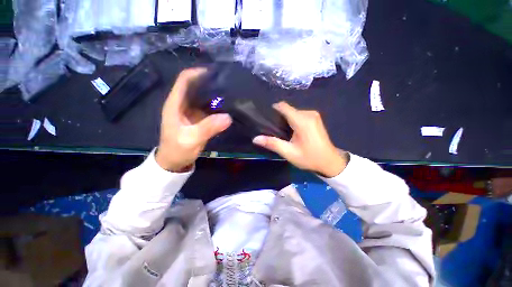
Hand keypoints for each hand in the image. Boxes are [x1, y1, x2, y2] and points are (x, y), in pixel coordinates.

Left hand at [156, 68, 231, 171]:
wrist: (175, 162)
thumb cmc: (177, 150)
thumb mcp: (191, 139)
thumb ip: (208, 128)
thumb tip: (228, 117)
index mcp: (175, 104)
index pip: (184, 80)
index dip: (198, 73)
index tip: (215, 72)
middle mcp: (182, 104)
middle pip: (195, 86)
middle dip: (210, 82)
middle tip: (228, 82)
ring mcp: (191, 112)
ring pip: (203, 97)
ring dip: (215, 94)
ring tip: (231, 92)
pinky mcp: (198, 119)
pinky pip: (208, 108)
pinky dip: (217, 106)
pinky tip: (227, 106)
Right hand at [253, 102, 347, 177]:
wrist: (330, 162)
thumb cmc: (309, 158)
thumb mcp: (289, 153)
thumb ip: (272, 143)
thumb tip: (255, 139)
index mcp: (302, 120)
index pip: (283, 106)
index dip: (273, 110)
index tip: (267, 119)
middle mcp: (308, 113)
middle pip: (288, 109)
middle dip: (279, 117)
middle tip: (273, 130)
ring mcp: (313, 115)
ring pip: (293, 112)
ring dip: (286, 120)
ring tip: (282, 132)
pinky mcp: (315, 118)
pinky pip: (299, 115)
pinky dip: (293, 121)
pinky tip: (292, 132)